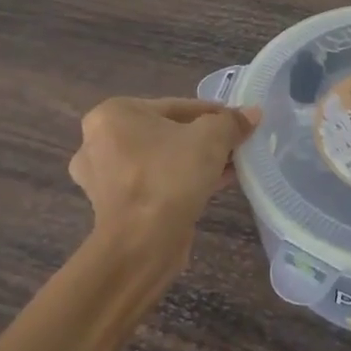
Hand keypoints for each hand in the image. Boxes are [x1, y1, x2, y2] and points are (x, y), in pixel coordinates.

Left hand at [68, 98, 259, 259]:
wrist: (141, 245)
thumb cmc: (170, 176)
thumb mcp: (211, 138)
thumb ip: (231, 122)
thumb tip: (252, 113)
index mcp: (114, 113)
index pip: (177, 106)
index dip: (213, 114)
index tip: (238, 123)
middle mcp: (99, 141)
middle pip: (167, 132)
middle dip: (203, 139)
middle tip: (235, 145)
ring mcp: (103, 176)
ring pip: (161, 159)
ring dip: (194, 161)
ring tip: (230, 166)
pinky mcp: (114, 205)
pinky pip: (154, 182)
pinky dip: (179, 181)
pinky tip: (212, 185)